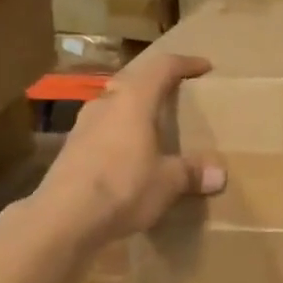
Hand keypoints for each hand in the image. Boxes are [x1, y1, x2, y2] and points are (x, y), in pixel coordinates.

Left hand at [34, 49, 225, 246]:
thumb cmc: (123, 187)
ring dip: (133, 110)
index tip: (204, 67)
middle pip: (133, 81)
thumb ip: (192, 172)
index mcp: (133, 99)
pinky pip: (102, 130)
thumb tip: (219, 174)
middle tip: (176, 94)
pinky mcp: (70, 149)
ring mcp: (83, 125)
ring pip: (114, 105)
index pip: (163, 67)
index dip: (186, 63)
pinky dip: (119, 134)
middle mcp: (106, 103)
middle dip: (156, 84)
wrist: (62, 218)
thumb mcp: (167, 182)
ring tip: (152, 126)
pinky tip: (127, 155)